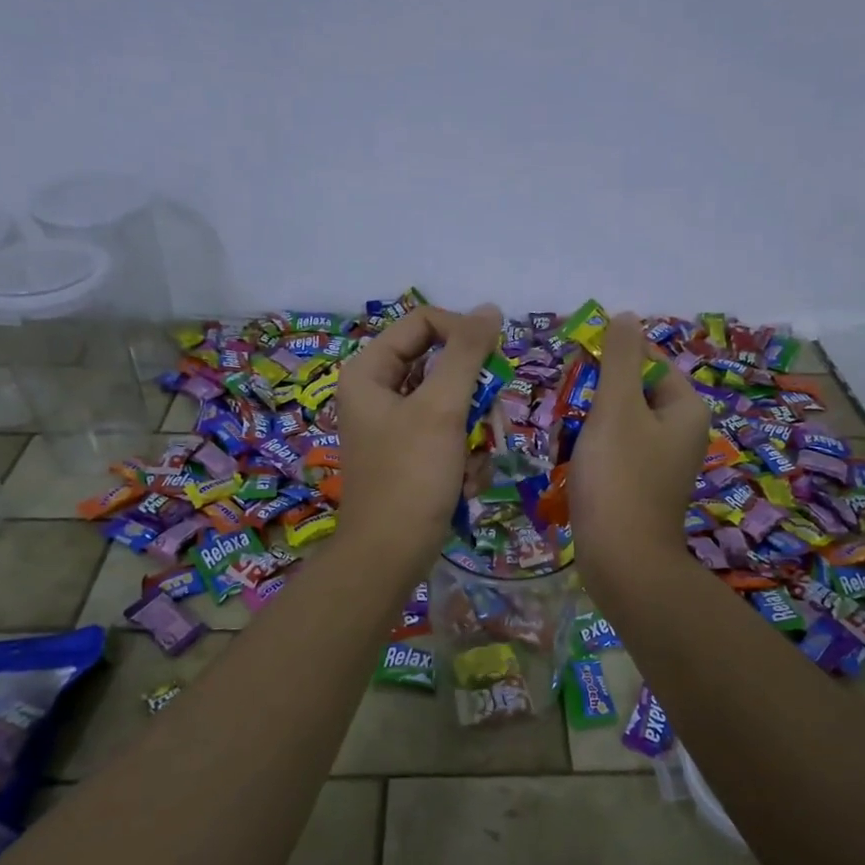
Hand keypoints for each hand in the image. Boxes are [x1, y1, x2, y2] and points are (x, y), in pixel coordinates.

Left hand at [336, 303, 502, 569]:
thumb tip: (490, 309)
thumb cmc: (411, 476)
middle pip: (441, 365)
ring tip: (471, 464)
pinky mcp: (410, 455)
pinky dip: (463, 457)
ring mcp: (394, 426)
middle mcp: (377, 392)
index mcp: (369, 371)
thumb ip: (466, 353)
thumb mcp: (442, 409)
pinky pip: (447, 436)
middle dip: (472, 399)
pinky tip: (463, 484)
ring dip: (473, 434)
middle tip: (488, 424)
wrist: (391, 554)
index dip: (463, 334)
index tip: (495, 362)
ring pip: (451, 404)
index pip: (423, 323)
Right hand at [570, 312, 709, 603]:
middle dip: (598, 396)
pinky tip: (576, 464)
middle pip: (634, 393)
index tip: (578, 369)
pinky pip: (619, 454)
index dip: (612, 359)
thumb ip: (619, 358)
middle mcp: (683, 432)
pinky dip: (596, 453)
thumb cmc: (619, 478)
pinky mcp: (644, 488)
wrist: (622, 560)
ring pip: (622, 424)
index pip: (649, 361)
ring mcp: (664, 463)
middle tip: (570, 409)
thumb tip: (626, 316)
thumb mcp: (616, 408)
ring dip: (592, 425)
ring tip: (568, 438)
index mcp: (686, 408)